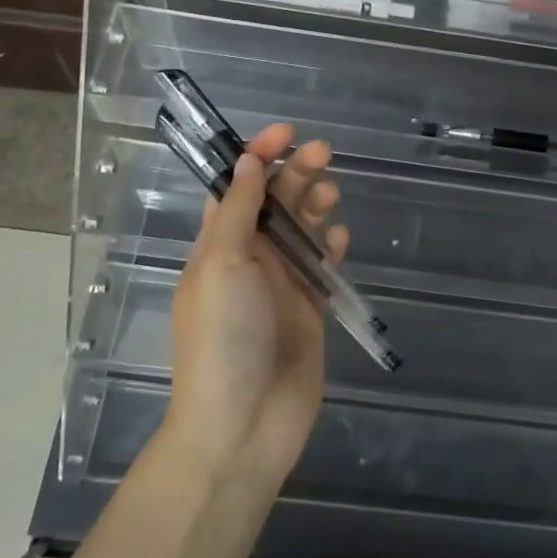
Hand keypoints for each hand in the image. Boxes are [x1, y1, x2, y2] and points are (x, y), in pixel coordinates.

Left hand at [163, 124, 346, 487]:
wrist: (244, 424)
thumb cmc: (223, 337)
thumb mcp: (221, 264)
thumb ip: (237, 211)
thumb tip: (246, 162)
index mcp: (216, 245)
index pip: (235, 188)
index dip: (258, 156)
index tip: (286, 133)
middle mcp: (248, 260)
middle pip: (274, 203)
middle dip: (296, 174)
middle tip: (324, 154)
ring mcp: (280, 285)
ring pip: (302, 230)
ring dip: (315, 207)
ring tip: (330, 197)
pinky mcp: (309, 309)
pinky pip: (322, 266)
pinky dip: (332, 247)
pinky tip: (339, 242)